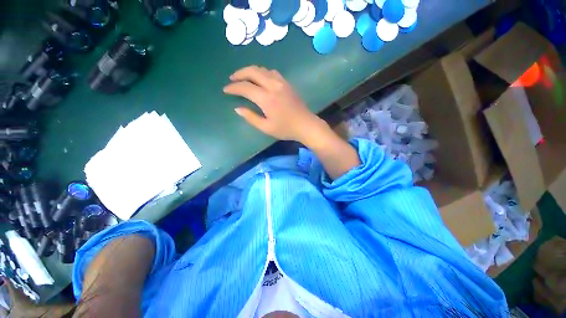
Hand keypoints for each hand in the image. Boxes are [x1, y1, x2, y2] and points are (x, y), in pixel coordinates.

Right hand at [223, 66, 327, 144]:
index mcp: (266, 98)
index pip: (245, 87)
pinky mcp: (287, 84)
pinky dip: (262, 73)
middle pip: (253, 71)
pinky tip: (260, 79)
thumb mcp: (266, 128)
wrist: (306, 125)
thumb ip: (251, 117)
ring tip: (244, 78)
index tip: (226, 90)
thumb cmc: (286, 129)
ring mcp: (281, 83)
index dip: (233, 88)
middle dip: (240, 73)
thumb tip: (238, 108)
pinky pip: (272, 72)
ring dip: (251, 71)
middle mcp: (273, 86)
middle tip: (232, 79)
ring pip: (262, 69)